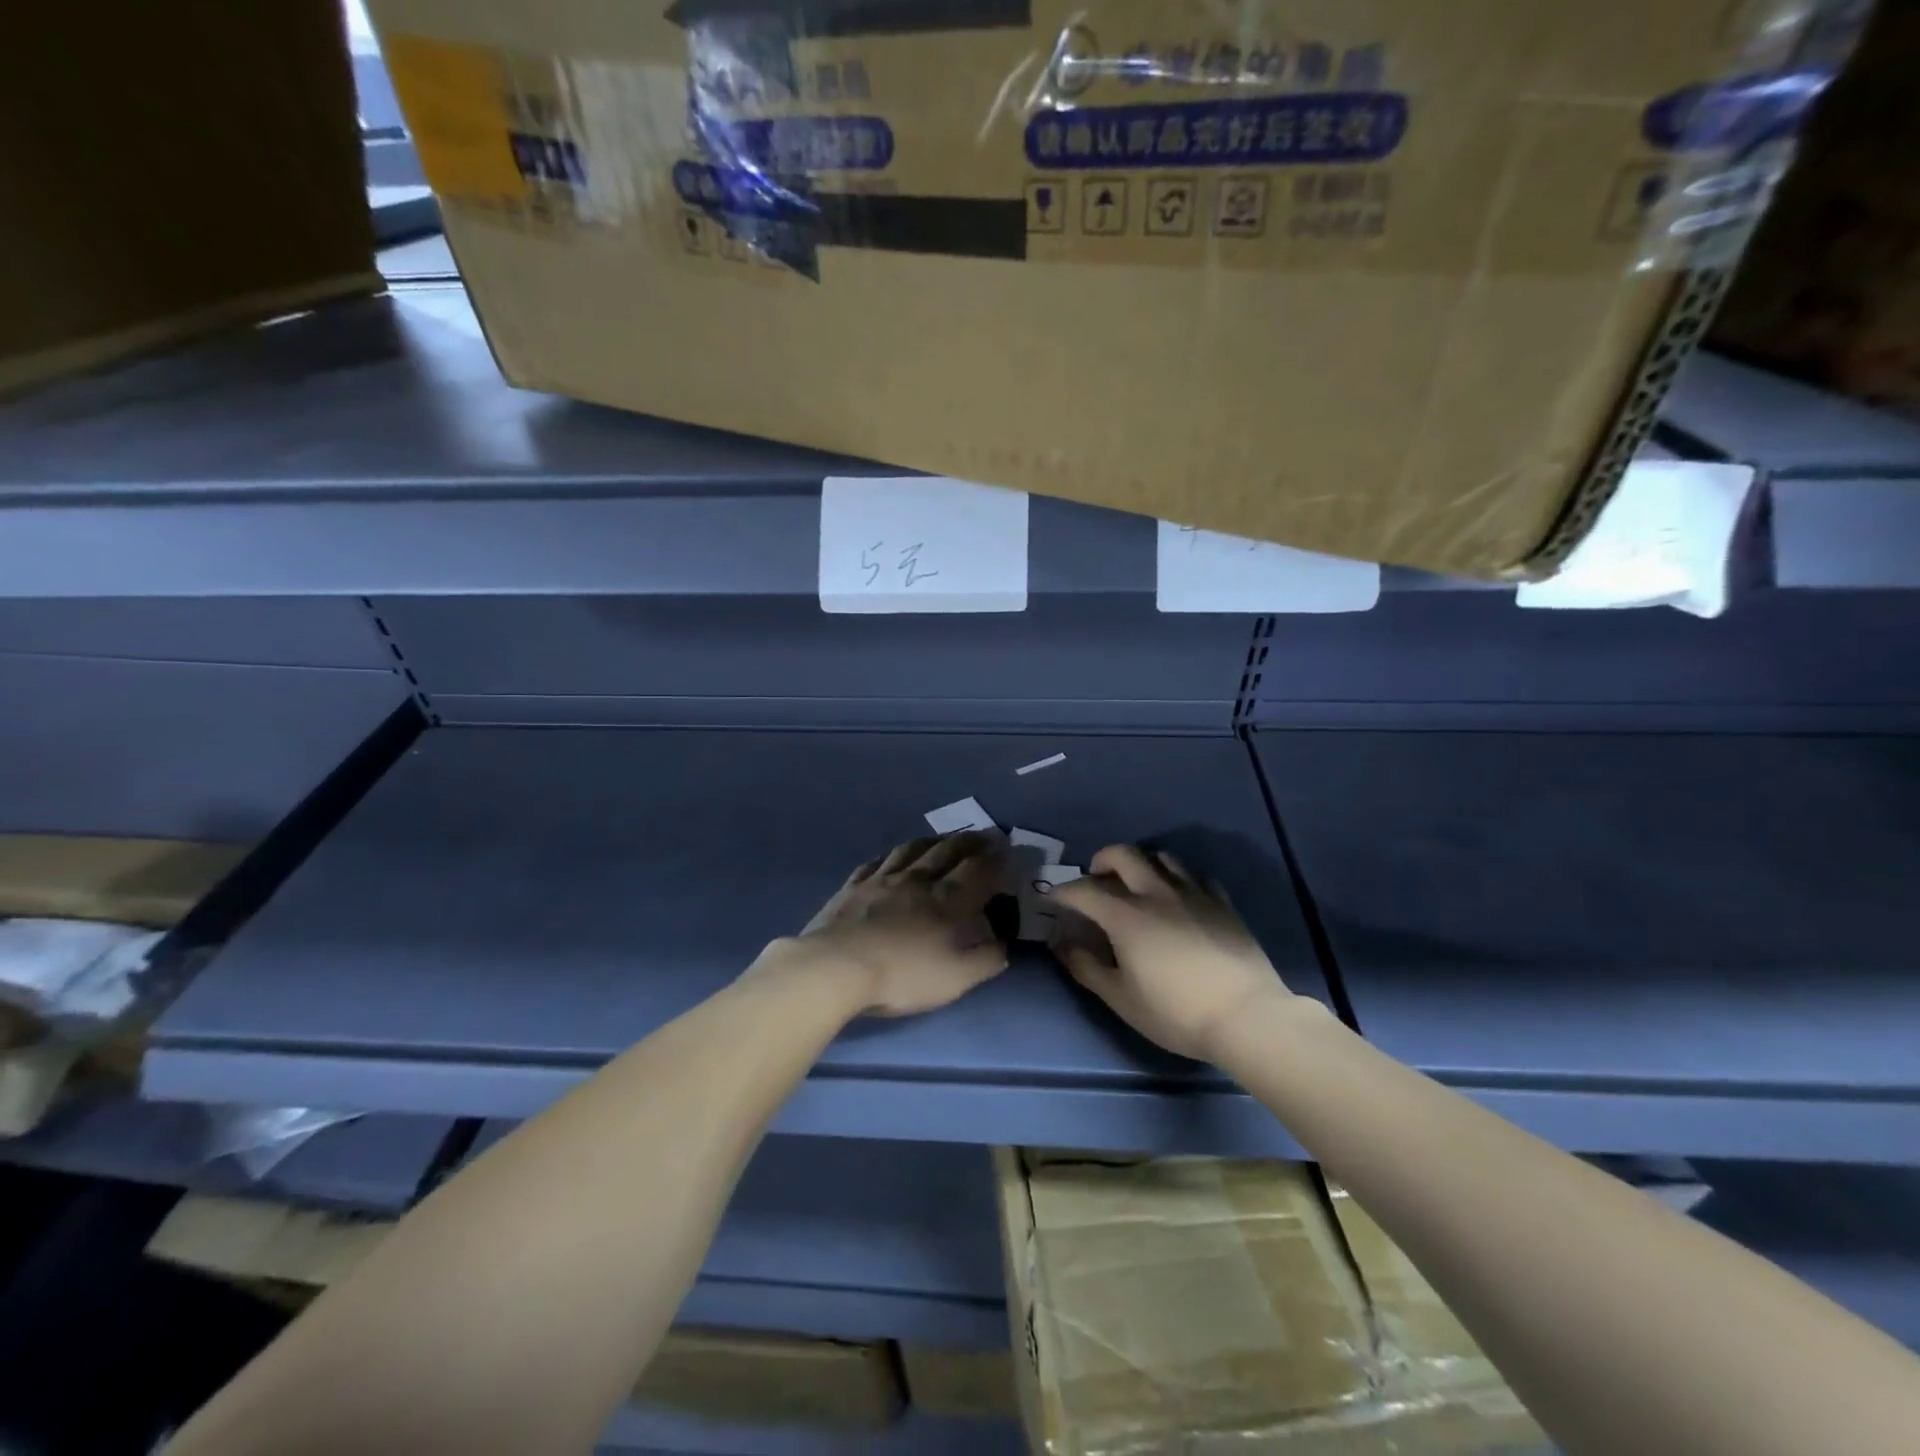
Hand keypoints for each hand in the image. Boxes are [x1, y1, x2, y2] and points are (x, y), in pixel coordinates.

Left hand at [769, 832, 1008, 1016]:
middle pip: (947, 851)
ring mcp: (881, 879)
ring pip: (912, 849)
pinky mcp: (853, 886)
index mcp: (946, 900)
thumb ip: (985, 960)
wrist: (836, 967)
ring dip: (933, 840)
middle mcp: (917, 880)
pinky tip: (893, 855)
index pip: (978, 870)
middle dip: (970, 841)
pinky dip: (892, 854)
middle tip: (984, 834)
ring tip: (943, 838)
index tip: (1007, 846)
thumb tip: (1003, 945)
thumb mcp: (955, 979)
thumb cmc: (902, 975)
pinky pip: (876, 861)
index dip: (996, 857)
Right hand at [1050, 844, 1293, 1060]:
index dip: (1062, 891)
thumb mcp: (1121, 999)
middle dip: (1101, 859)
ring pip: (1162, 857)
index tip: (1053, 899)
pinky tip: (1179, 898)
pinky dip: (1178, 879)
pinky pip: (1195, 876)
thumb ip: (1087, 968)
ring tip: (1138, 885)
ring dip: (1142, 864)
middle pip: (1123, 854)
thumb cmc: (1176, 1013)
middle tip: (1096, 878)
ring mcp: (1193, 893)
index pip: (1083, 890)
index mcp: (1126, 916)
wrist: (1247, 1017)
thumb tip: (1062, 946)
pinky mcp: (1222, 902)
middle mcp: (1156, 893)